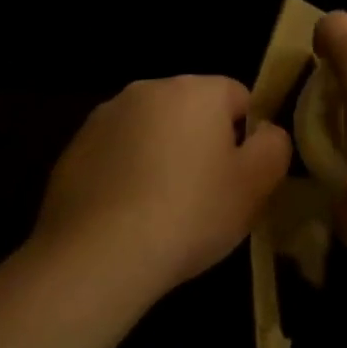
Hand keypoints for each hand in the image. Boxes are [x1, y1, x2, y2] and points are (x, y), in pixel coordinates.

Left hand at [32, 76, 291, 293]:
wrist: (97, 257)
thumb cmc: (189, 213)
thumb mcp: (256, 185)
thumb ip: (274, 146)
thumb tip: (266, 132)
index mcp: (196, 89)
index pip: (238, 97)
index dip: (246, 138)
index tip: (239, 177)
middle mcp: (148, 89)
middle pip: (191, 110)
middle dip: (201, 143)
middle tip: (205, 195)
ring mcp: (104, 118)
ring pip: (151, 131)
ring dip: (161, 156)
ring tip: (161, 210)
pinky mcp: (72, 150)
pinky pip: (115, 155)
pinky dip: (125, 175)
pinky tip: (126, 217)